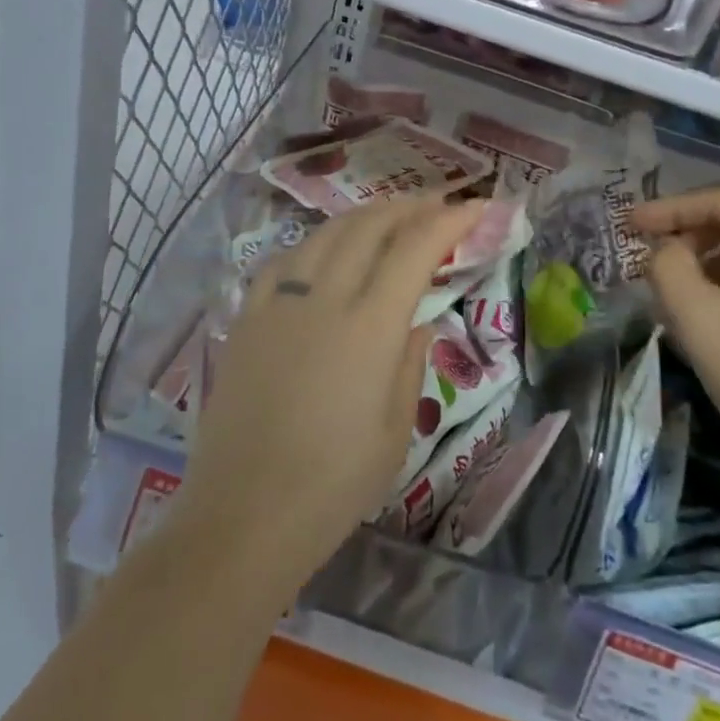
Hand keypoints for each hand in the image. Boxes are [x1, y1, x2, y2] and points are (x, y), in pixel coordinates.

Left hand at [173, 196, 485, 599]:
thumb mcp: (395, 430)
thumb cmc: (334, 485)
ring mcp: (279, 304)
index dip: (450, 220)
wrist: (243, 517)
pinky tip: (324, 250)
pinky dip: (316, 242)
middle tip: (437, 203)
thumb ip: (410, 363)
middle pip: (370, 227)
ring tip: (388, 216)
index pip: (416, 249)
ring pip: (326, 234)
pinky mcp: (247, 319)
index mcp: (369, 326)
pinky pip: (285, 260)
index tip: (476, 207)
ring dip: (364, 216)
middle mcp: (323, 298)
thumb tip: (419, 321)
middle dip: (409, 206)